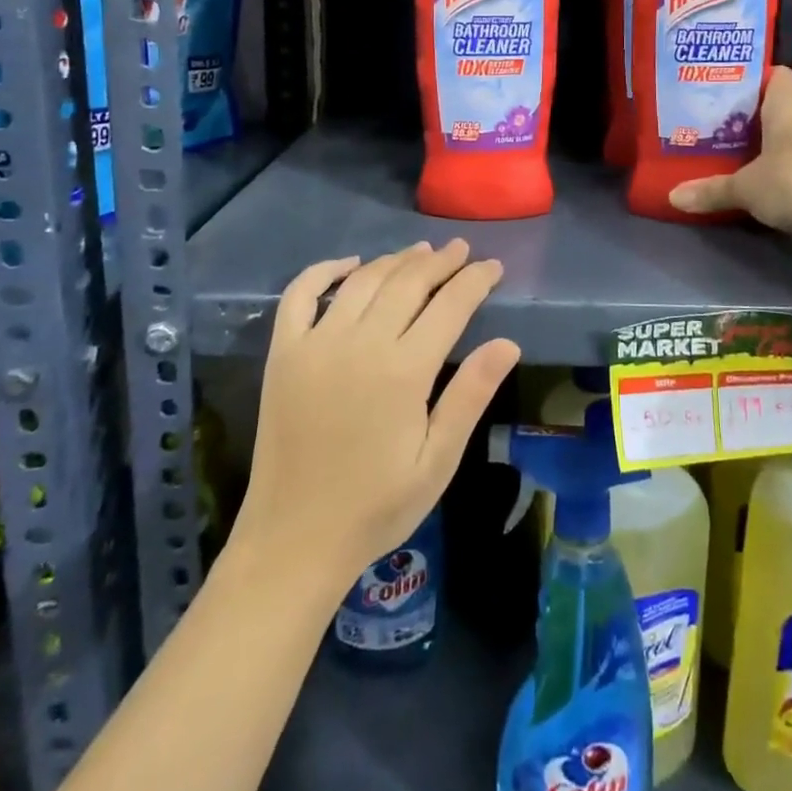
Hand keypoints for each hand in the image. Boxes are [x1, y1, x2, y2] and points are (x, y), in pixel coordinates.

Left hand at [232, 240, 519, 588]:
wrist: (294, 540)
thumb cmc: (376, 505)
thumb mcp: (437, 460)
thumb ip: (470, 396)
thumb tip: (508, 342)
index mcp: (403, 371)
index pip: (450, 305)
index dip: (475, 280)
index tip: (493, 266)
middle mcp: (360, 344)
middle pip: (408, 282)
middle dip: (440, 262)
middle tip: (461, 250)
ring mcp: (316, 344)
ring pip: (363, 281)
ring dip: (395, 260)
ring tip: (420, 252)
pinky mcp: (283, 353)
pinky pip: (300, 295)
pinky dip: (324, 270)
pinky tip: (349, 264)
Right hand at [669, 66, 791, 233]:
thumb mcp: (746, 189)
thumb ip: (711, 190)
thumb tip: (672, 197)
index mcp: (788, 106)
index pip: (776, 75)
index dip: (754, 81)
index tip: (729, 95)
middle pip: (783, 106)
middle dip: (757, 117)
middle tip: (725, 130)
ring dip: (777, 144)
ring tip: (745, 157)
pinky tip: (778, 182)